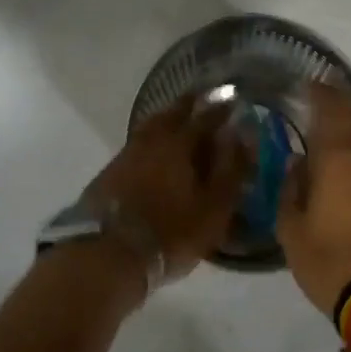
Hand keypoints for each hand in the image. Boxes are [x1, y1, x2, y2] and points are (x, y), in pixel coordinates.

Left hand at [83, 98, 250, 286]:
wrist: (107, 253)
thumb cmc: (170, 232)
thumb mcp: (214, 207)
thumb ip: (231, 169)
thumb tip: (243, 134)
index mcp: (181, 142)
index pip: (207, 116)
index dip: (223, 108)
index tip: (233, 99)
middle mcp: (153, 139)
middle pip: (174, 112)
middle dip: (191, 103)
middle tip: (204, 98)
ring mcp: (128, 152)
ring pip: (153, 125)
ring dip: (169, 117)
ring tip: (180, 118)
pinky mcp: (111, 170)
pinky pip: (139, 142)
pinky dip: (153, 138)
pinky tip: (156, 148)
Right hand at [278, 81, 350, 317]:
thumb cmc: (332, 264)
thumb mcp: (292, 232)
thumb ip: (291, 190)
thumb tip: (298, 164)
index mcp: (339, 157)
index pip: (331, 109)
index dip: (320, 93)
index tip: (310, 84)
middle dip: (342, 102)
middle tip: (327, 96)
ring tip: (346, 122)